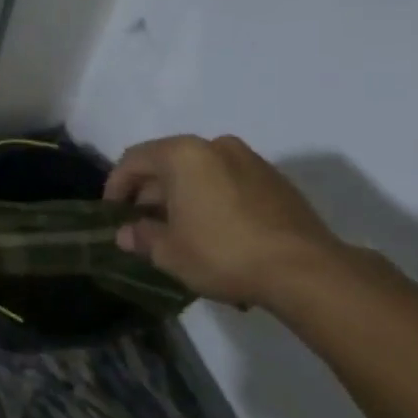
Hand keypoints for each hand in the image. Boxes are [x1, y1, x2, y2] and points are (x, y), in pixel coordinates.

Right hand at [103, 135, 346, 307]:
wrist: (306, 270)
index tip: (112, 214)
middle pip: (168, 163)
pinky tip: (212, 232)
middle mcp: (215, 146)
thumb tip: (125, 233)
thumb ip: (141, 237)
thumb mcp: (170, 252)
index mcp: (183, 154)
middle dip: (150, 193)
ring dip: (182, 197)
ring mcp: (250, 161)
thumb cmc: (223, 253)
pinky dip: (211, 200)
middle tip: (142, 225)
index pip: (134, 160)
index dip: (116, 186)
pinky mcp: (276, 181)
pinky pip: (228, 183)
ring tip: (177, 231)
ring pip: (200, 173)